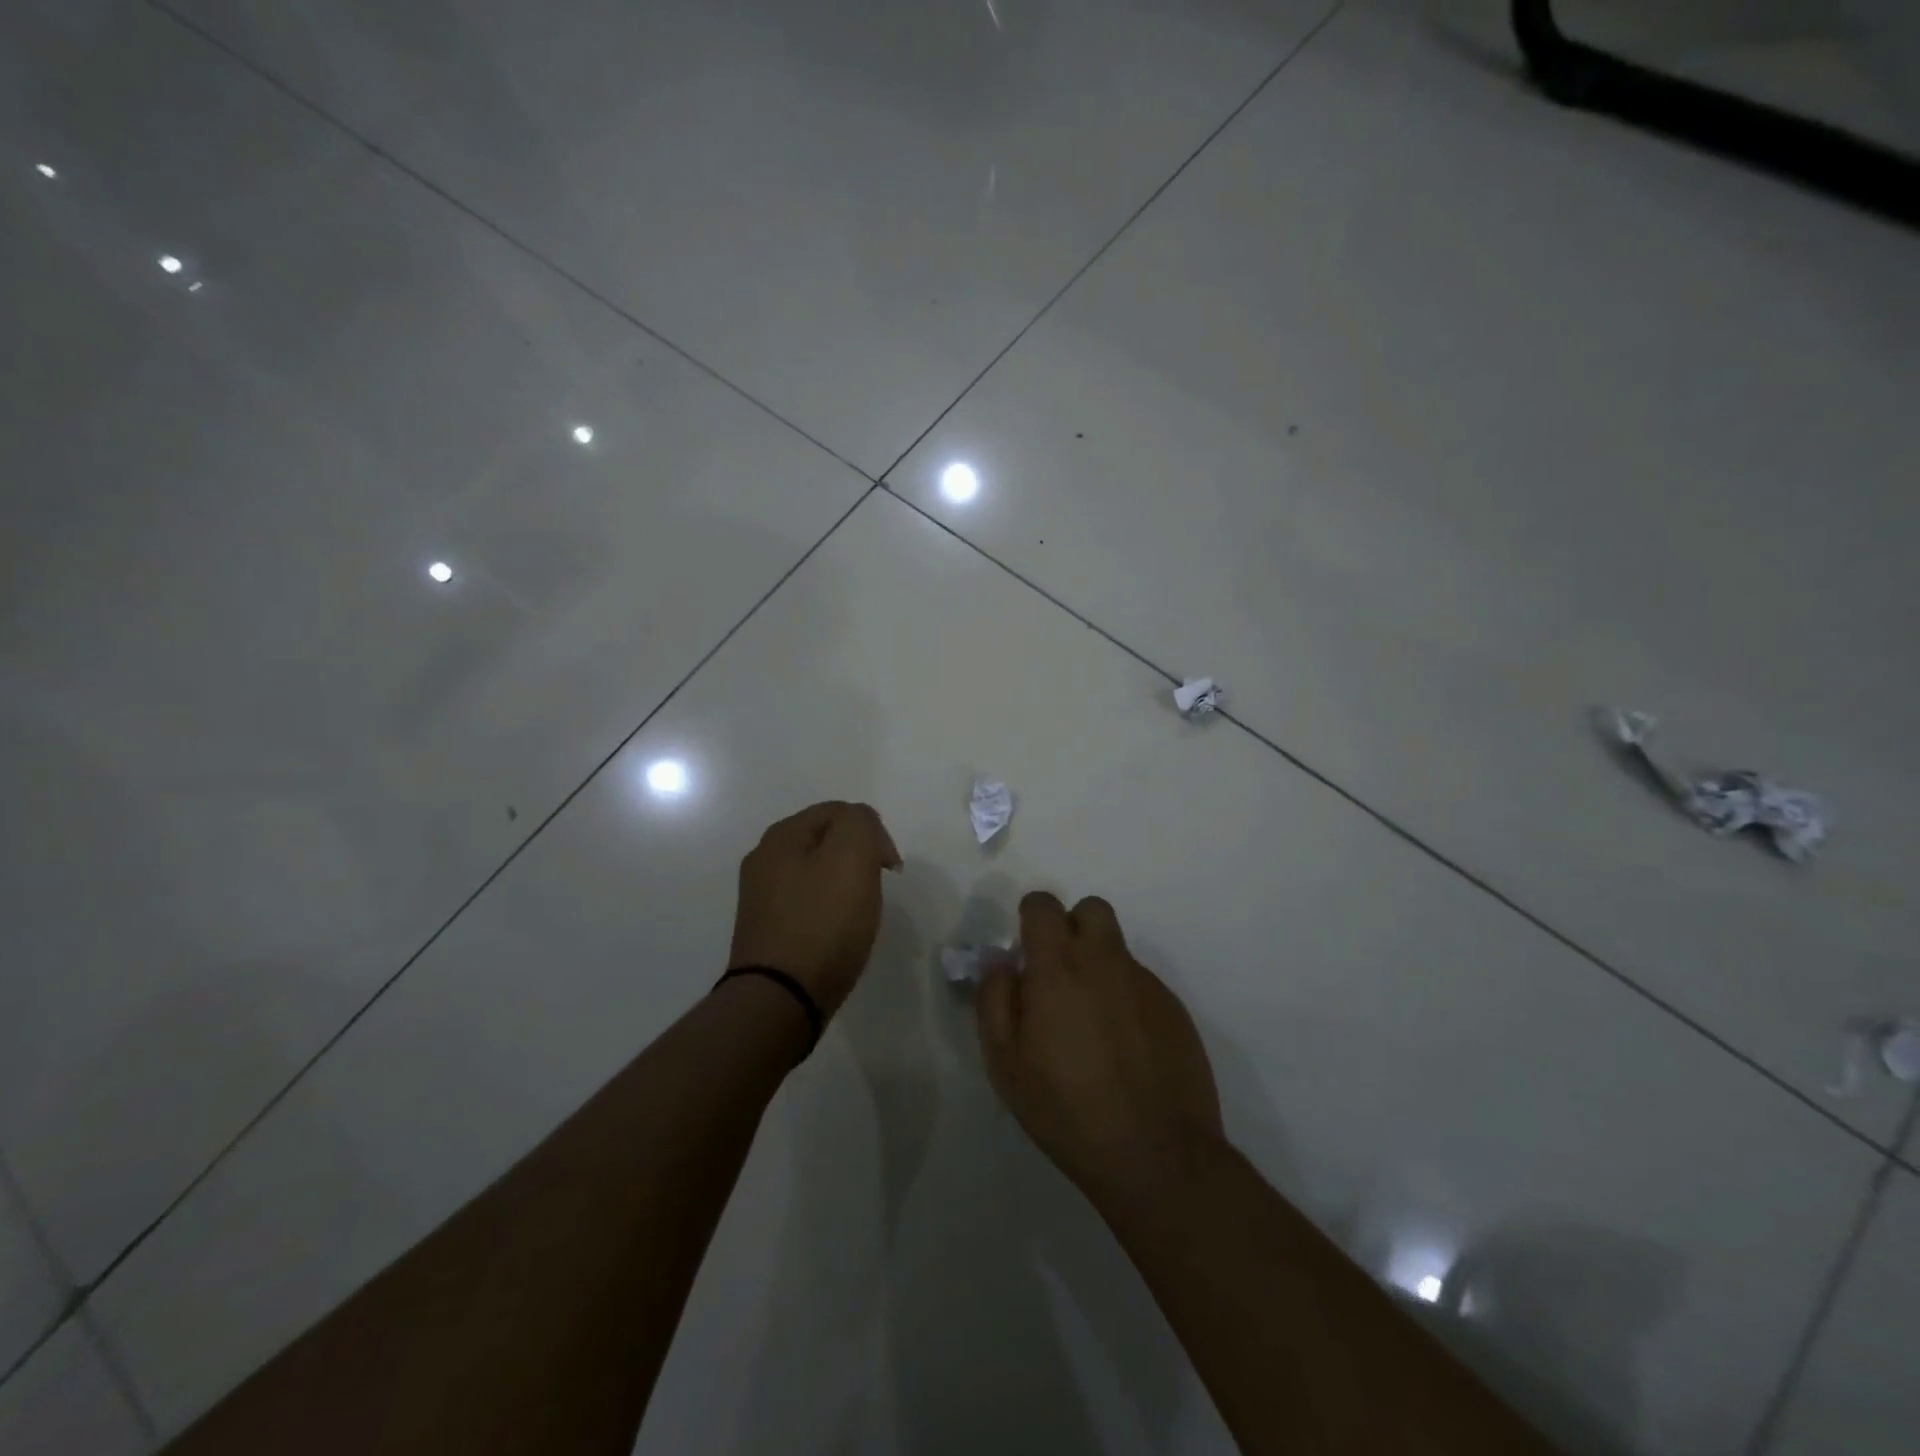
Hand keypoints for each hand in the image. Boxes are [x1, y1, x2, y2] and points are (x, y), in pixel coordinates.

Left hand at [729, 801, 900, 1017]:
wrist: (780, 999)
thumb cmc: (822, 922)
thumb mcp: (852, 855)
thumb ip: (861, 823)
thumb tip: (862, 826)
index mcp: (782, 836)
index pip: (839, 811)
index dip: (873, 832)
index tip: (889, 868)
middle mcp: (764, 860)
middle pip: (827, 841)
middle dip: (858, 858)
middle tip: (875, 889)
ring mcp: (761, 897)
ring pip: (818, 874)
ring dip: (844, 886)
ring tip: (859, 914)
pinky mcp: (766, 930)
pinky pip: (807, 905)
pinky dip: (828, 912)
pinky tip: (837, 934)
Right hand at [978, 892, 1224, 1209]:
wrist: (1157, 1154)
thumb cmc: (1066, 1109)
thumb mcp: (1005, 1063)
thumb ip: (995, 999)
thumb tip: (1002, 962)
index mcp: (1059, 967)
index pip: (1044, 905)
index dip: (1031, 917)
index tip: (1026, 949)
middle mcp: (1106, 962)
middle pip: (1092, 909)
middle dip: (1072, 926)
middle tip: (1060, 973)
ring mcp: (1147, 984)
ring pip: (1117, 950)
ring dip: (1099, 968)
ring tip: (1092, 1026)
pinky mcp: (1175, 1009)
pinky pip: (1142, 985)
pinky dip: (1126, 1000)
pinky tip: (1123, 1050)